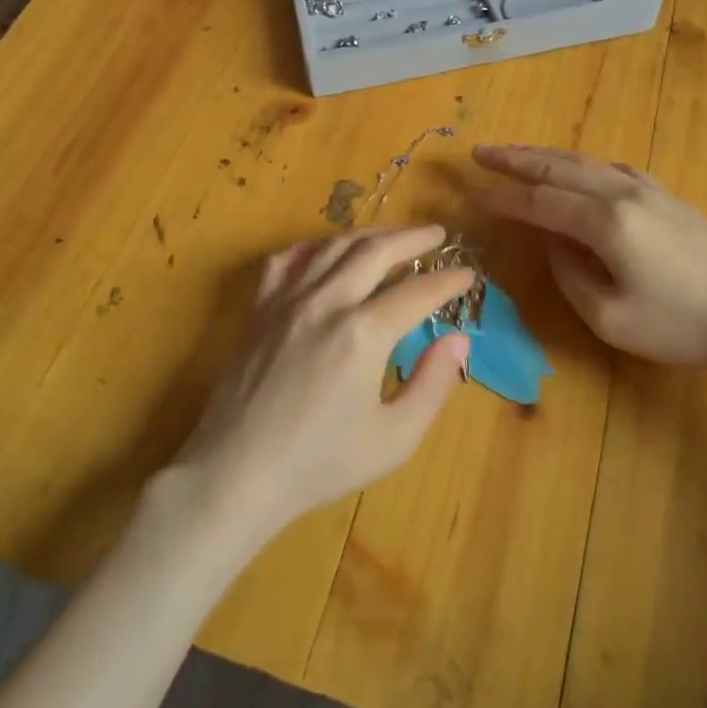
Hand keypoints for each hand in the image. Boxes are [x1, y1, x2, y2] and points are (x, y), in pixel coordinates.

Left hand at [174, 226, 474, 540]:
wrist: (237, 473)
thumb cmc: (320, 463)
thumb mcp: (393, 439)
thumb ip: (432, 385)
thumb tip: (458, 340)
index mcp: (363, 334)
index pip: (418, 292)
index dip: (448, 280)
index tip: (469, 274)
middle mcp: (326, 303)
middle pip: (376, 251)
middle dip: (412, 238)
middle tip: (437, 234)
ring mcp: (287, 300)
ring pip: (333, 247)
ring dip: (369, 234)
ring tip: (393, 236)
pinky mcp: (259, 309)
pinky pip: (286, 260)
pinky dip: (312, 248)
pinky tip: (325, 252)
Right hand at [473, 144, 706, 389]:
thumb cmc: (679, 326)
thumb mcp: (609, 317)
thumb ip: (569, 273)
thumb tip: (552, 241)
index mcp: (606, 223)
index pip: (541, 201)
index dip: (505, 197)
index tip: (473, 192)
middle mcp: (623, 194)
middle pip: (559, 168)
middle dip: (516, 159)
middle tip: (481, 151)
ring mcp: (648, 190)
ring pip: (585, 161)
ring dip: (545, 155)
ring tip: (515, 153)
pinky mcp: (665, 195)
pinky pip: (610, 167)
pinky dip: (580, 162)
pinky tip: (573, 166)